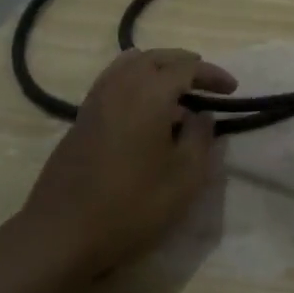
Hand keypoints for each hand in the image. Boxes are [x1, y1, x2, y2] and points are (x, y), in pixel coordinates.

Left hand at [15, 48, 236, 283]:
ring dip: (156, 68)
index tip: (232, 89)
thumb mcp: (185, 177)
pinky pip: (112, 82)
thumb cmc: (132, 204)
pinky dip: (135, 82)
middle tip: (205, 81)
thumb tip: (201, 115)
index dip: (212, 74)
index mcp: (149, 93)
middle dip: (184, 63)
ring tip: (175, 89)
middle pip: (155, 57)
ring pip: (129, 65)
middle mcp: (120, 86)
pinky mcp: (80, 120)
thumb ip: (200, 138)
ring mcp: (95, 101)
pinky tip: (144, 110)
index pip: (187, 67)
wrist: (61, 234)